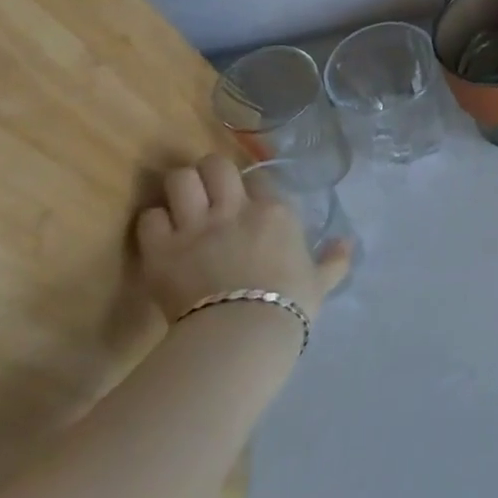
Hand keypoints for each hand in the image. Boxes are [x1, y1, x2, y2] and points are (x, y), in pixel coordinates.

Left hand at [135, 154, 347, 323]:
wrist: (243, 332)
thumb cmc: (289, 304)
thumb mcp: (320, 281)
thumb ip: (334, 260)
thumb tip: (348, 243)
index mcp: (275, 212)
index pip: (259, 179)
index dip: (250, 188)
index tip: (248, 202)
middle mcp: (234, 209)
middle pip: (214, 165)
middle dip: (210, 173)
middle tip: (209, 191)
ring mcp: (195, 226)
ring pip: (179, 180)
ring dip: (180, 189)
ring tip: (182, 204)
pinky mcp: (161, 249)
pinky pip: (149, 217)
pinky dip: (154, 222)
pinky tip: (161, 234)